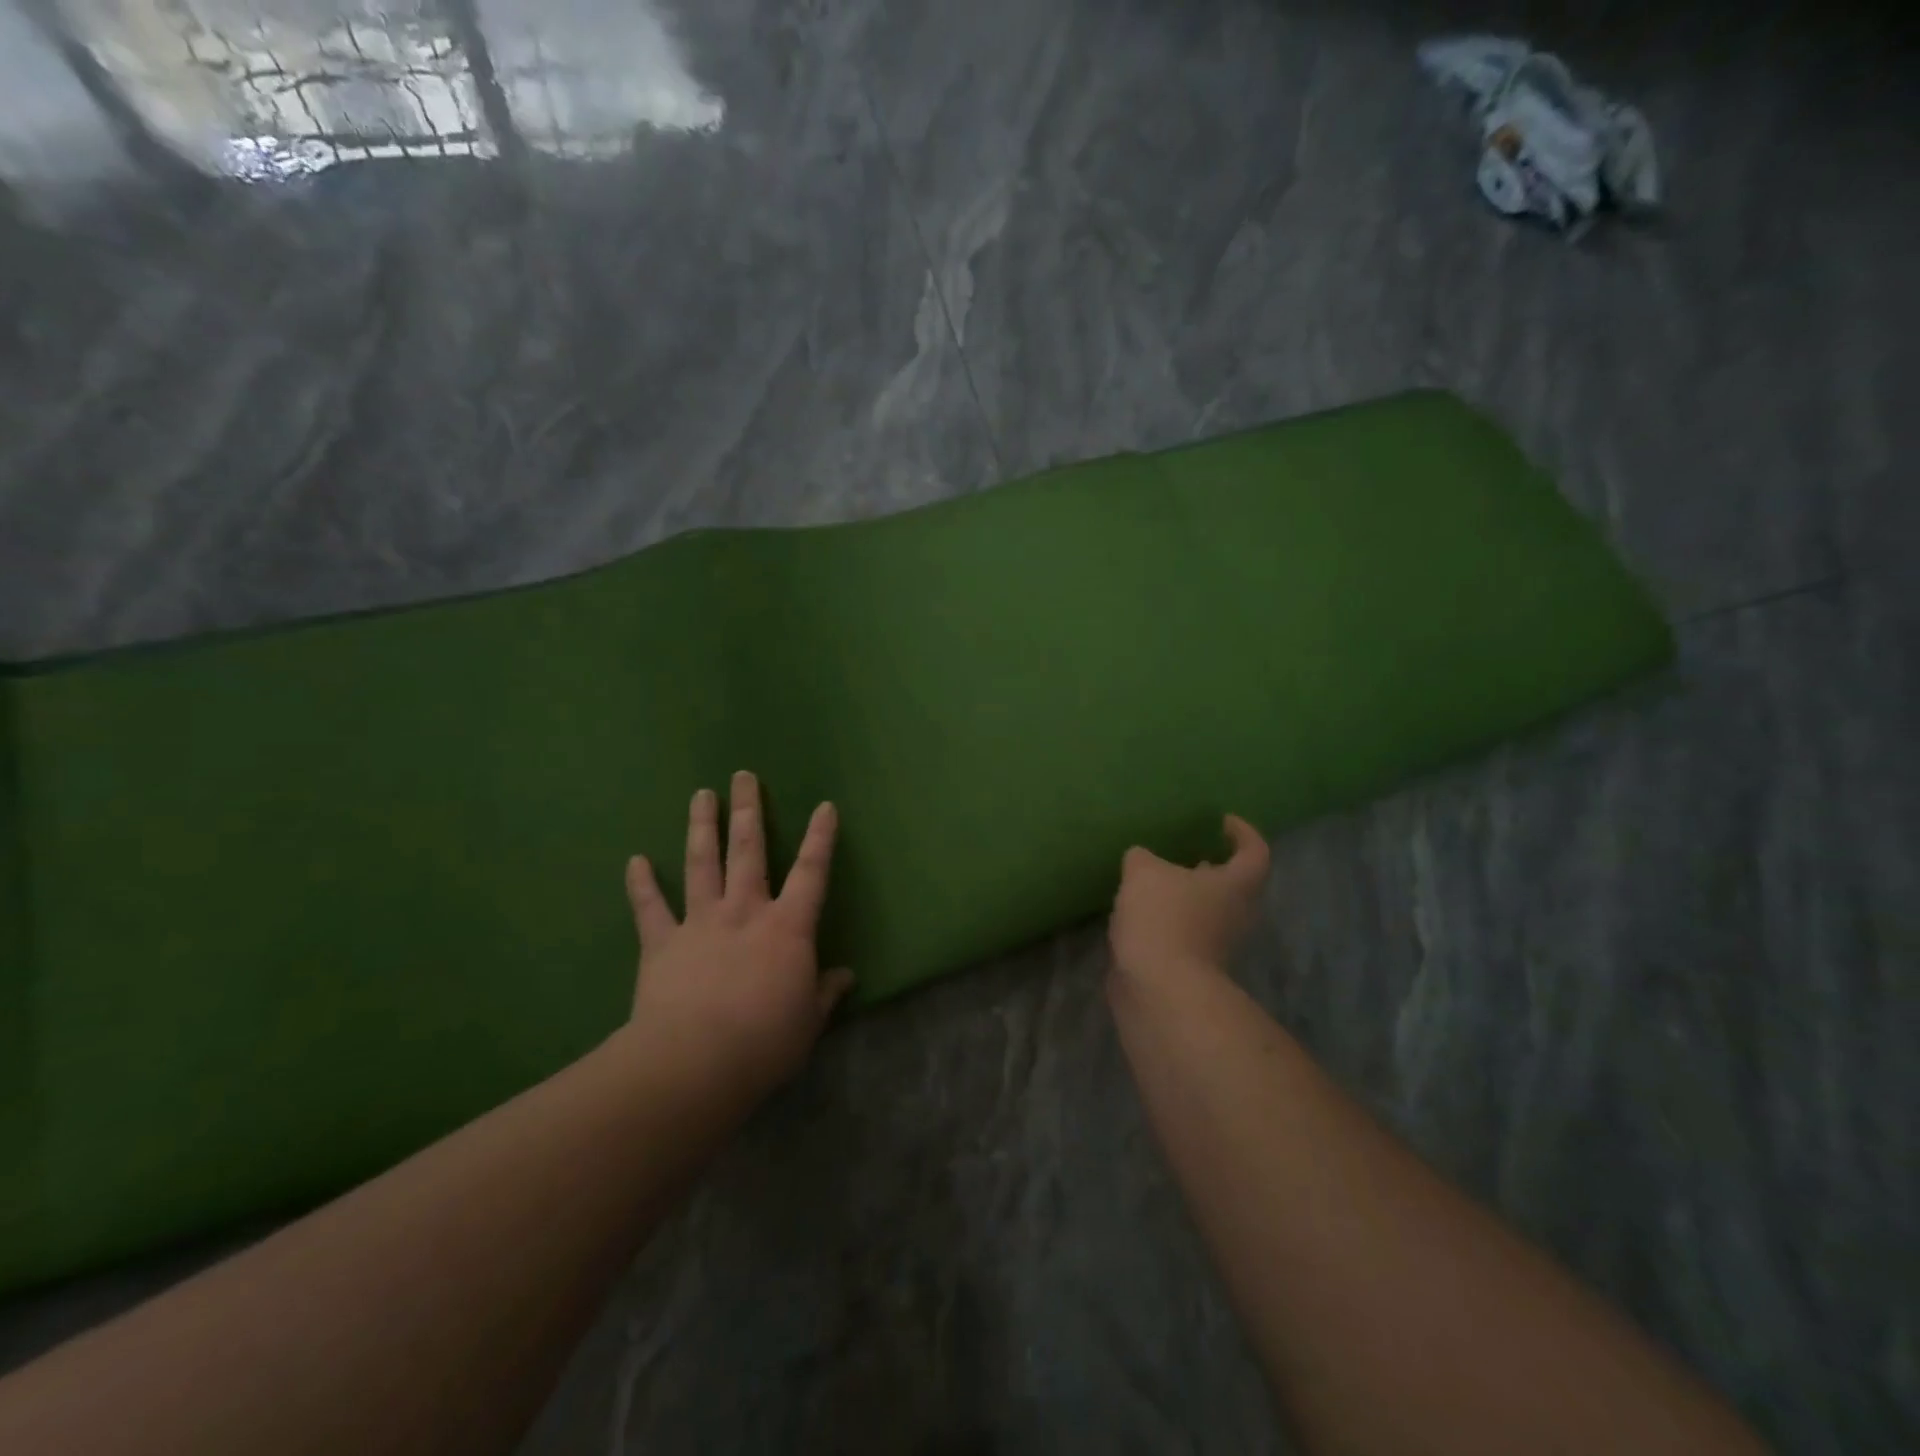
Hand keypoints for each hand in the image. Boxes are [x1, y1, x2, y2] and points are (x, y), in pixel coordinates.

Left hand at [621, 770, 853, 1100]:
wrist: (694, 1062)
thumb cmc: (765, 1041)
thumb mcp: (809, 1021)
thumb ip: (825, 993)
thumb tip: (845, 977)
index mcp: (787, 927)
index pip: (812, 872)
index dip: (821, 838)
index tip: (825, 806)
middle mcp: (744, 911)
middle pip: (748, 850)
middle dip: (748, 810)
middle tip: (743, 776)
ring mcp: (700, 922)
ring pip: (702, 863)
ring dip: (702, 826)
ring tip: (701, 795)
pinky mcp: (661, 943)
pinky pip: (650, 907)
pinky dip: (641, 884)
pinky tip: (634, 860)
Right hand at [1108, 814, 1270, 985]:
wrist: (1159, 988)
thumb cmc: (1163, 918)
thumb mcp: (1143, 871)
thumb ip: (1143, 858)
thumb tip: (1141, 859)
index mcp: (1236, 884)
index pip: (1255, 852)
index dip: (1243, 833)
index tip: (1221, 822)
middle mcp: (1236, 914)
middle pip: (1234, 885)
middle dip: (1211, 867)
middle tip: (1185, 852)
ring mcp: (1216, 944)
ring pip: (1208, 910)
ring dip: (1186, 895)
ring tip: (1155, 880)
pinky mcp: (1192, 965)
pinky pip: (1185, 932)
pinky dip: (1168, 920)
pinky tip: (1138, 912)